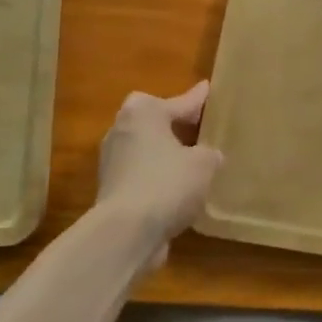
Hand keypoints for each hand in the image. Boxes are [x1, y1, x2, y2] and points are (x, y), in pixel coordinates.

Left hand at [96, 82, 222, 265]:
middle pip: (155, 122)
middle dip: (175, 125)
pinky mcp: (112, 190)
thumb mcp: (203, 164)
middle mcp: (122, 130)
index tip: (208, 89)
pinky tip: (179, 190)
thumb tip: (208, 155)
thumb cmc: (166, 183)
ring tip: (193, 161)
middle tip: (200, 127)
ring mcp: (113, 162)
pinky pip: (143, 175)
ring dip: (166, 154)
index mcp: (144, 112)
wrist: (125, 233)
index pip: (179, 102)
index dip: (198, 99)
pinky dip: (159, 179)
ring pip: (147, 150)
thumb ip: (209, 153)